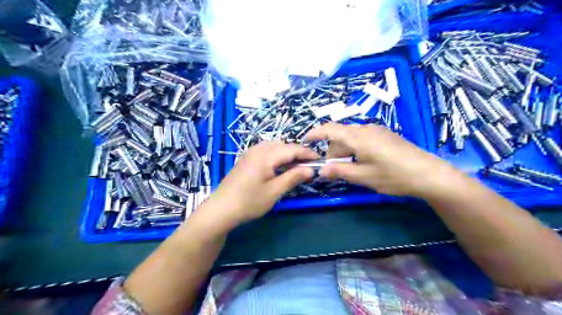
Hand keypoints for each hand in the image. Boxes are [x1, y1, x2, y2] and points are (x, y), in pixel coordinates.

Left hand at [206, 141, 320, 227]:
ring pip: (275, 147)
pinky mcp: (246, 158)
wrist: (221, 209)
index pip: (292, 149)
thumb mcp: (274, 191)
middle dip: (298, 153)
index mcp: (266, 155)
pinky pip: (266, 151)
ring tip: (296, 167)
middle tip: (308, 166)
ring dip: (287, 154)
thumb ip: (293, 177)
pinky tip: (279, 166)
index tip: (320, 160)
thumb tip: (310, 169)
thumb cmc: (249, 201)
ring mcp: (250, 152)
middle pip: (283, 145)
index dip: (307, 153)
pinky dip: (277, 156)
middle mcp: (258, 149)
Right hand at [306, 123, 462, 198]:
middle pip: (340, 135)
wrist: (429, 174)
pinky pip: (363, 138)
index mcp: (358, 137)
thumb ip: (340, 171)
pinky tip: (364, 162)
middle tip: (334, 170)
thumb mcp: (363, 177)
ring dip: (344, 150)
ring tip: (350, 168)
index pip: (330, 129)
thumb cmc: (393, 176)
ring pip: (352, 137)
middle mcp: (366, 129)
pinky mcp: (386, 135)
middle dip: (332, 150)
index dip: (315, 133)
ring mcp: (377, 130)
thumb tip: (321, 170)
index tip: (305, 142)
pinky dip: (355, 148)